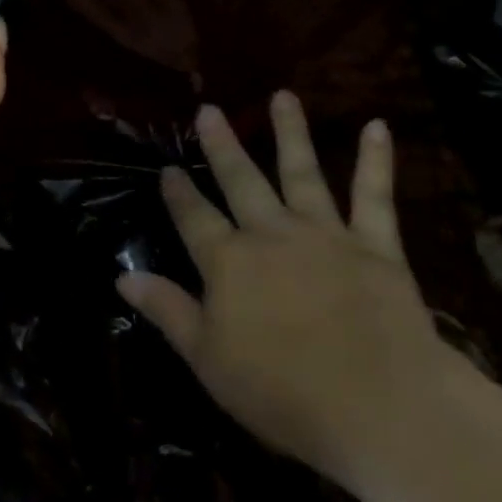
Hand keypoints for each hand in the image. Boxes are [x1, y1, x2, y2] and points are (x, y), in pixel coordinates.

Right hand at [117, 94, 469, 475]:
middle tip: (209, 110)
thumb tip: (122, 277)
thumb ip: (167, 310)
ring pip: (302, 172)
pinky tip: (377, 127)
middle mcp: (271, 234)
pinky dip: (376, 160)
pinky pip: (374, 195)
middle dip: (222, 145)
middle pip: (241, 180)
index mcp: (228, 262)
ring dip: (290, 132)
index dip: (178, 193)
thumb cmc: (282, 392)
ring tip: (282, 95)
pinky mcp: (375, 245)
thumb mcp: (207, 359)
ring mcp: (325, 233)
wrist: (379, 406)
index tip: (167, 169)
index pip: (194, 217)